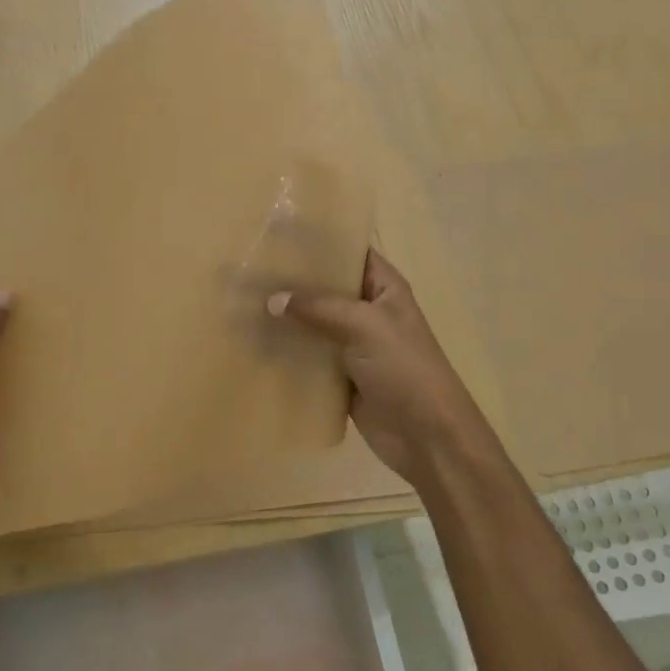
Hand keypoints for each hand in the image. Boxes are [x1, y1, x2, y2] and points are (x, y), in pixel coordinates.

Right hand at [267, 249, 497, 489]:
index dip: (320, 242)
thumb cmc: (405, 369)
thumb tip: (272, 299)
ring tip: (243, 303)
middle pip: (326, 288)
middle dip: (293, 281)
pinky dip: (288, 352)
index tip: (278, 233)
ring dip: (286, 318)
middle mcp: (368, 311)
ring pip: (313, 324)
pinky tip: (254, 343)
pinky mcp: (340, 376)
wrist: (426, 437)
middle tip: (249, 270)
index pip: (350, 252)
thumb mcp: (365, 326)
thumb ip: (319, 308)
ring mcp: (353, 345)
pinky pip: (309, 357)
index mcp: (384, 288)